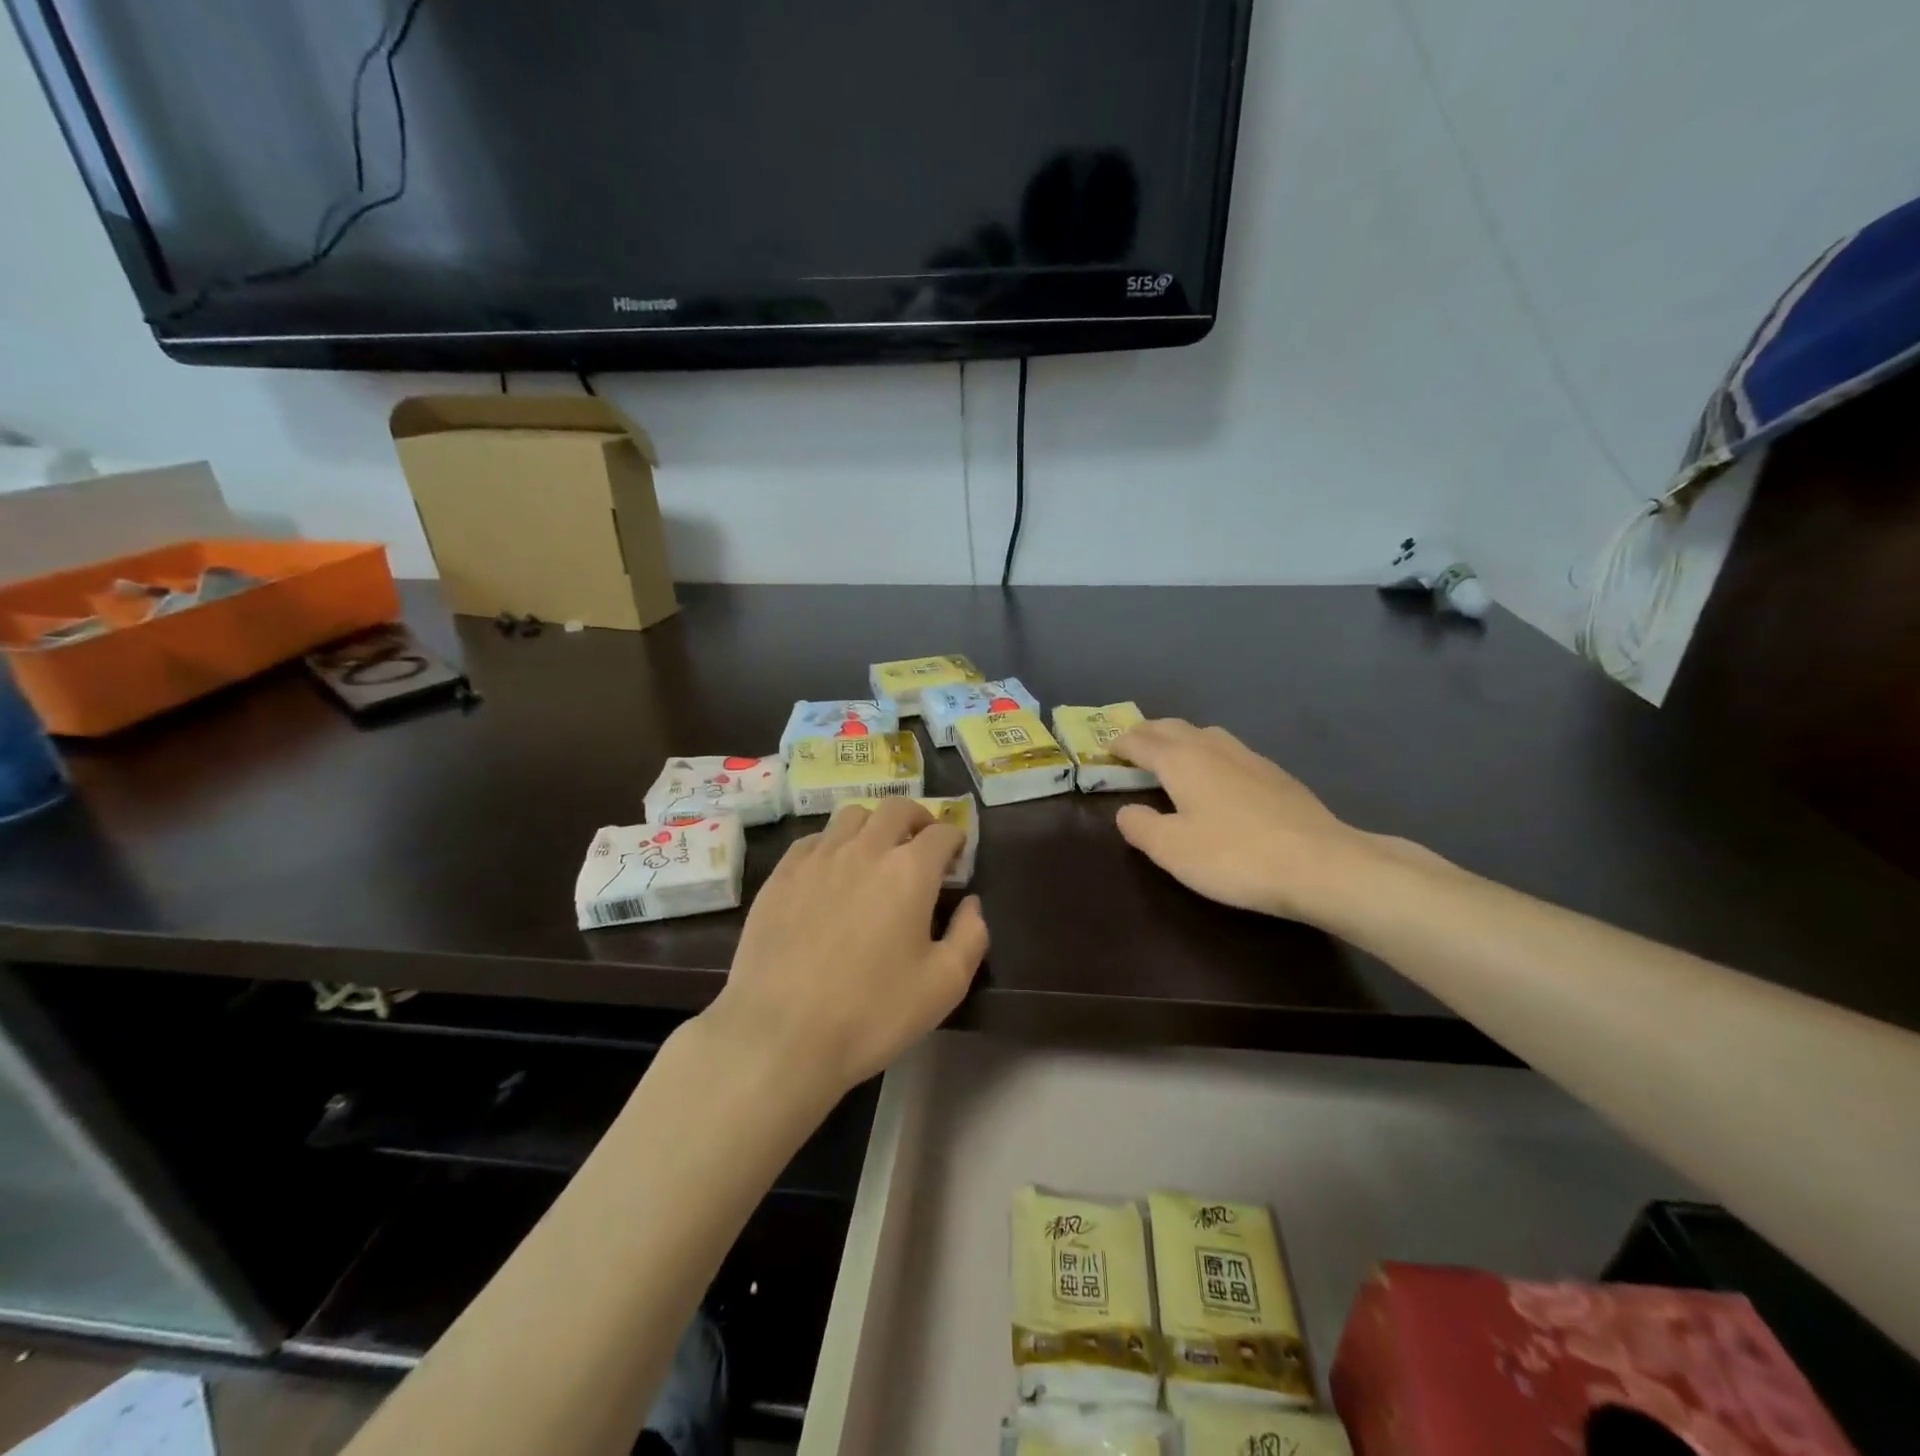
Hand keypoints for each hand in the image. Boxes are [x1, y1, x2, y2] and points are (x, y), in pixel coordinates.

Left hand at [705, 799, 988, 1099]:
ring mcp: (817, 858)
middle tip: (922, 843)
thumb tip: (971, 904)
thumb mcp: (943, 986)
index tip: (956, 856)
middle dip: (918, 818)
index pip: (942, 832)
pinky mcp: (781, 875)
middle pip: (896, 808)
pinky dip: (832, 843)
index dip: (955, 839)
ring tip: (876, 851)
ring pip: (851, 815)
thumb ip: (970, 936)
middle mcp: (864, 850)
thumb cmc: (871, 1013)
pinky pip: (813, 839)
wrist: (779, 1035)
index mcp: (909, 871)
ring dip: (873, 824)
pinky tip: (831, 871)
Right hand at [1111, 719, 1397, 924]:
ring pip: (1204, 733)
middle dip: (1148, 733)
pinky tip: (1217, 776)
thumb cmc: (1235, 856)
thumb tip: (1126, 810)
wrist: (1321, 865)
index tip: (1104, 750)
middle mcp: (1213, 748)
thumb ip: (1140, 825)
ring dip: (1180, 738)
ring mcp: (1249, 758)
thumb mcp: (1172, 849)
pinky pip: (1228, 750)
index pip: (1141, 741)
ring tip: (1171, 755)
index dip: (1120, 744)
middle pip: (1173, 727)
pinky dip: (1208, 752)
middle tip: (1131, 746)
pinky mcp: (1275, 774)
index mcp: (1182, 760)